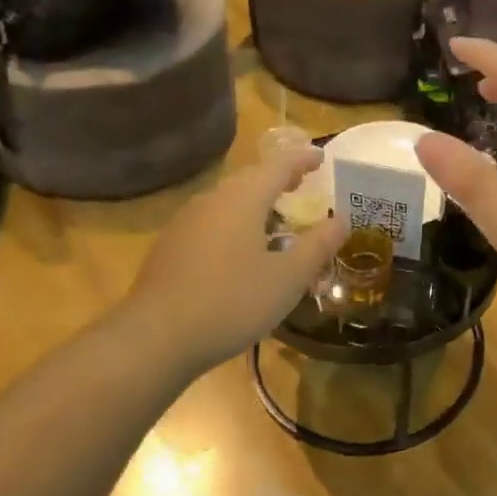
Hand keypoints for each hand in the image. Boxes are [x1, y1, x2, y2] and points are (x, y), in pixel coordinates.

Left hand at [119, 146, 347, 382]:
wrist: (155, 338)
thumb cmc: (231, 302)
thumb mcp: (288, 278)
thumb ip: (318, 246)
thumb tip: (341, 221)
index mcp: (243, 199)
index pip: (278, 166)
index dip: (302, 159)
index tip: (321, 157)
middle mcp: (212, 201)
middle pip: (249, 179)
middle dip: (277, 177)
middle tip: (301, 182)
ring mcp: (185, 223)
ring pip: (227, 200)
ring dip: (254, 200)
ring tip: (275, 215)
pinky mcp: (170, 247)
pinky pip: (211, 221)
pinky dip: (234, 222)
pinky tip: (240, 248)